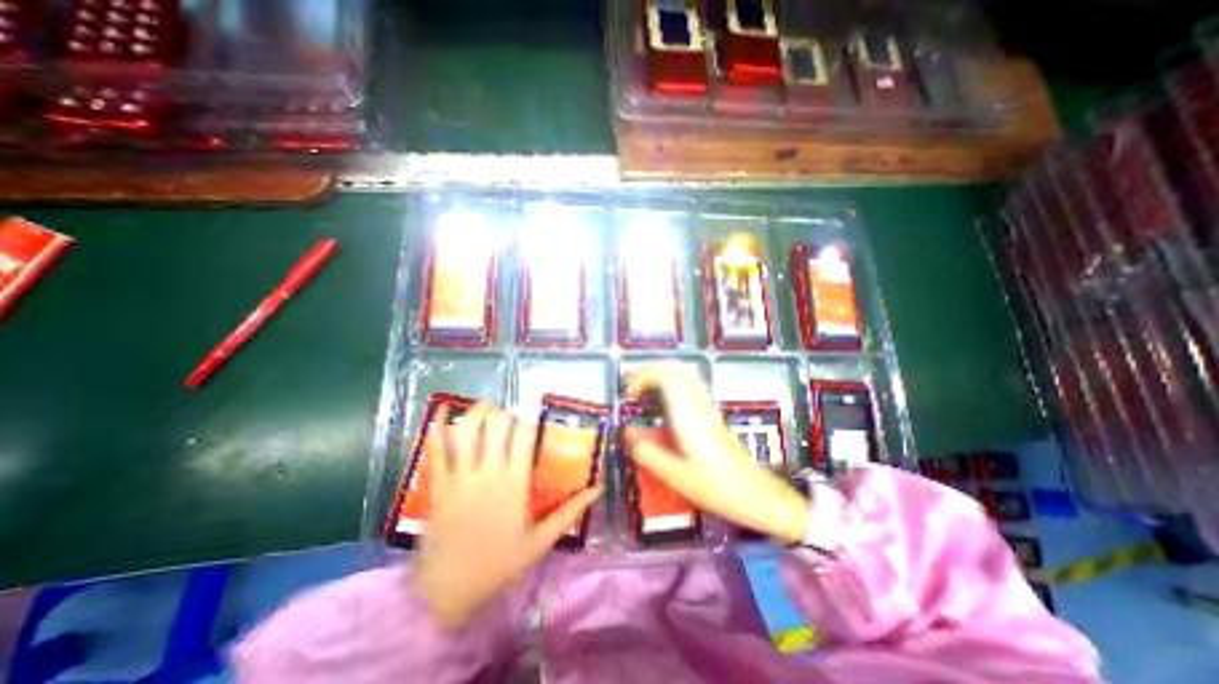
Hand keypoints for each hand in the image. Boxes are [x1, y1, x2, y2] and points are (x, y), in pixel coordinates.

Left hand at [413, 400, 598, 630]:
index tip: (530, 432)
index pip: (525, 435)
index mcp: (515, 483)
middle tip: (508, 424)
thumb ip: (571, 511)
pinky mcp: (439, 484)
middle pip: (498, 425)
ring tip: (486, 407)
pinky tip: (444, 408)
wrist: (448, 592)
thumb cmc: (499, 564)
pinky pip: (437, 450)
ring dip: (478, 412)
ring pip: (469, 430)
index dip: (529, 426)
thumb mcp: (542, 540)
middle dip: (505, 417)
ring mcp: (461, 476)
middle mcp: (489, 472)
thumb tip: (598, 488)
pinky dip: (439, 426)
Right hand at [629, 362, 805, 543]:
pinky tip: (664, 400)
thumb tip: (627, 434)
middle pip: (674, 369)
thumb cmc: (716, 486)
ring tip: (643, 388)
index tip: (628, 396)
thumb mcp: (675, 476)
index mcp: (687, 415)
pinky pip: (690, 385)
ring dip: (661, 374)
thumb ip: (648, 453)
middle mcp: (697, 405)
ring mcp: (706, 407)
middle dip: (648, 371)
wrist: (755, 494)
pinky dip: (672, 383)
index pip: (664, 376)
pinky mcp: (711, 414)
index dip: (642, 378)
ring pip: (684, 374)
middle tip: (630, 386)